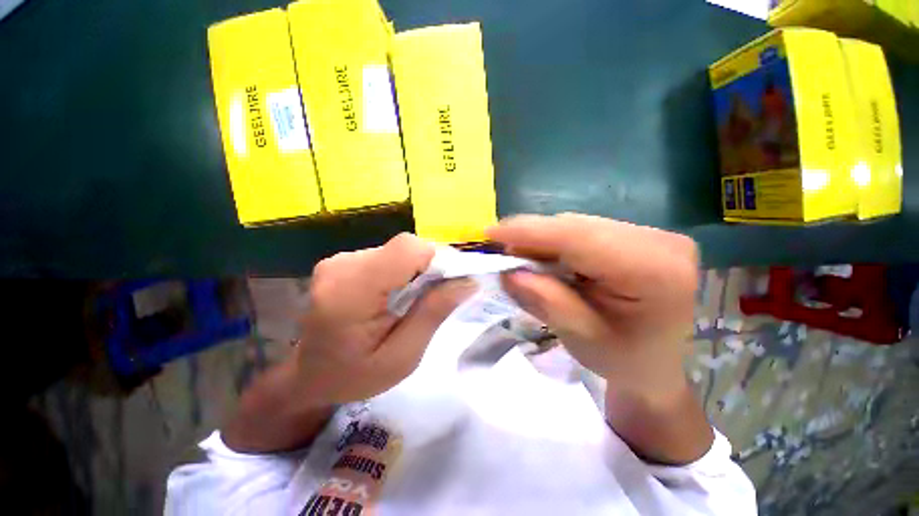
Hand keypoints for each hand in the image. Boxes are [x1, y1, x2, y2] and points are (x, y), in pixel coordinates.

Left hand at [294, 233, 473, 405]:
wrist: (309, 376)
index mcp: (351, 292)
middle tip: (431, 299)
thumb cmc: (355, 376)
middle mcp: (342, 266)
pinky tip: (393, 295)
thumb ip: (433, 314)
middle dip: (427, 268)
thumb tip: (468, 281)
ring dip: (414, 271)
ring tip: (410, 302)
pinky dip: (400, 271)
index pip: (406, 248)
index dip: (435, 259)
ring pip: (397, 250)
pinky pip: (386, 255)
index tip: (446, 285)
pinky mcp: (342, 261)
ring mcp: (338, 260)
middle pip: (404, 247)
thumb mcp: (402, 357)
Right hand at [487, 214, 697, 405]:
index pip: (579, 237)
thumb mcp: (582, 338)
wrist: (661, 365)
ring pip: (579, 226)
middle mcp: (659, 242)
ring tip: (520, 258)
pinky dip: (557, 243)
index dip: (530, 232)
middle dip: (532, 237)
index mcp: (655, 271)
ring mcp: (652, 235)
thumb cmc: (625, 361)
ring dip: (543, 241)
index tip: (491, 232)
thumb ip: (547, 301)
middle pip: (577, 227)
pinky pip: (586, 231)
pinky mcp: (639, 236)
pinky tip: (545, 258)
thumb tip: (510, 273)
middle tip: (501, 252)